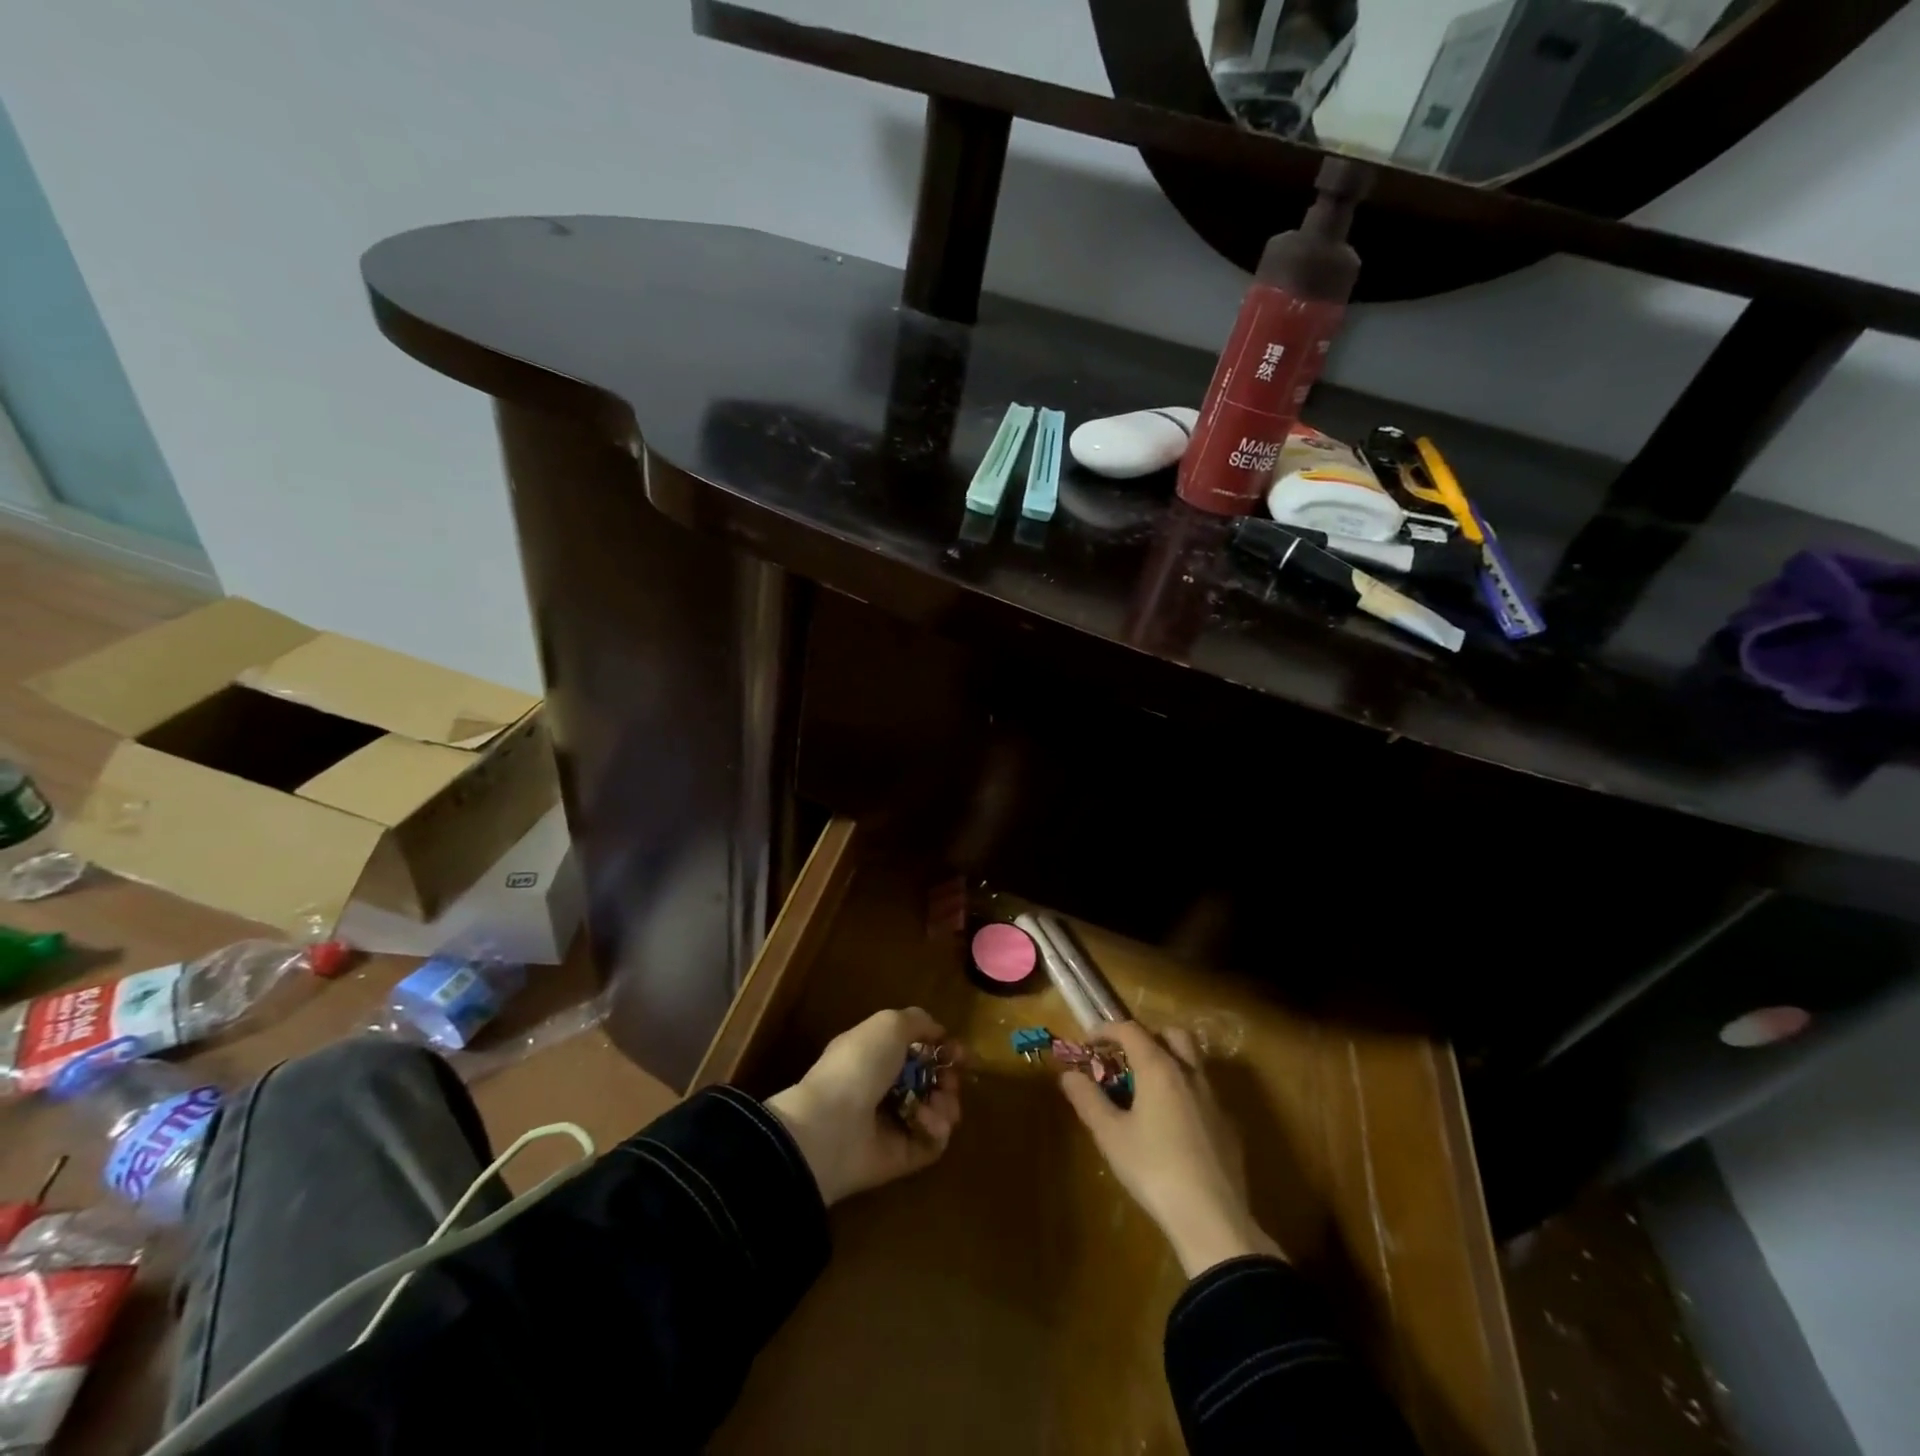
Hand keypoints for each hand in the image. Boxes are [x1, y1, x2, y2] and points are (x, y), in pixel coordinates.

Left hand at [765, 1008, 962, 1206]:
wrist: (831, 1127)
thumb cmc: (859, 1066)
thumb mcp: (888, 1025)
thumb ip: (918, 1021)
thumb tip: (939, 1032)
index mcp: (876, 1055)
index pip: (918, 1051)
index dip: (942, 1049)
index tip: (960, 1052)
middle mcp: (885, 1088)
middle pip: (932, 1082)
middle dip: (949, 1079)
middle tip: (950, 1081)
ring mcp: (893, 1124)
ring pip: (937, 1111)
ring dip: (947, 1104)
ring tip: (938, 1104)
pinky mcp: (902, 1157)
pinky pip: (932, 1142)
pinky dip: (936, 1130)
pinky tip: (925, 1122)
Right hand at [1059, 1022, 1280, 1277]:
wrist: (1213, 1218)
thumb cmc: (1154, 1169)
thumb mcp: (1110, 1136)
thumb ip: (1088, 1100)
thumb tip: (1068, 1075)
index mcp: (1159, 1068)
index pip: (1131, 1030)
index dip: (1107, 1030)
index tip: (1089, 1042)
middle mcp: (1190, 1074)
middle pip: (1173, 1035)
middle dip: (1148, 1037)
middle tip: (1127, 1058)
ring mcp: (1215, 1100)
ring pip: (1194, 1063)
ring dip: (1170, 1063)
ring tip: (1148, 1092)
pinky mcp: (1229, 1128)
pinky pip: (1205, 1095)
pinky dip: (1186, 1095)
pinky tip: (1174, 1126)